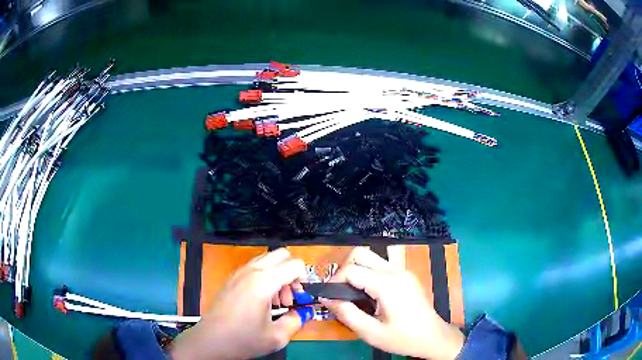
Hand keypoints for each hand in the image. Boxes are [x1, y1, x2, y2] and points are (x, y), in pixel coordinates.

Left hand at [170, 248, 307, 359]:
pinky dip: (264, 277)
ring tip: (275, 301)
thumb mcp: (277, 336)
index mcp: (263, 282)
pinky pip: (254, 267)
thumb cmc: (243, 339)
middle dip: (291, 272)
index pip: (295, 264)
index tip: (299, 298)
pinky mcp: (231, 278)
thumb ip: (296, 320)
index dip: (304, 280)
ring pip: (267, 260)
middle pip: (281, 255)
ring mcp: (239, 273)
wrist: (210, 340)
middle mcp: (251, 271)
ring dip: (277, 274)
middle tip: (289, 296)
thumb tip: (301, 313)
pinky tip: (261, 301)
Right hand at [321, 248, 464, 359]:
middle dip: (344, 269)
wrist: (433, 337)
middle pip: (361, 253)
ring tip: (352, 293)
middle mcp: (395, 271)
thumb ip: (346, 313)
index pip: (351, 269)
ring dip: (357, 270)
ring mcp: (402, 271)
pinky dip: (368, 274)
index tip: (330, 298)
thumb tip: (325, 298)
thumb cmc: (403, 338)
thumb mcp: (370, 332)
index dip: (334, 281)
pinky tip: (368, 294)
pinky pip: (381, 265)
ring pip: (371, 256)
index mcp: (387, 284)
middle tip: (341, 292)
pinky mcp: (406, 275)